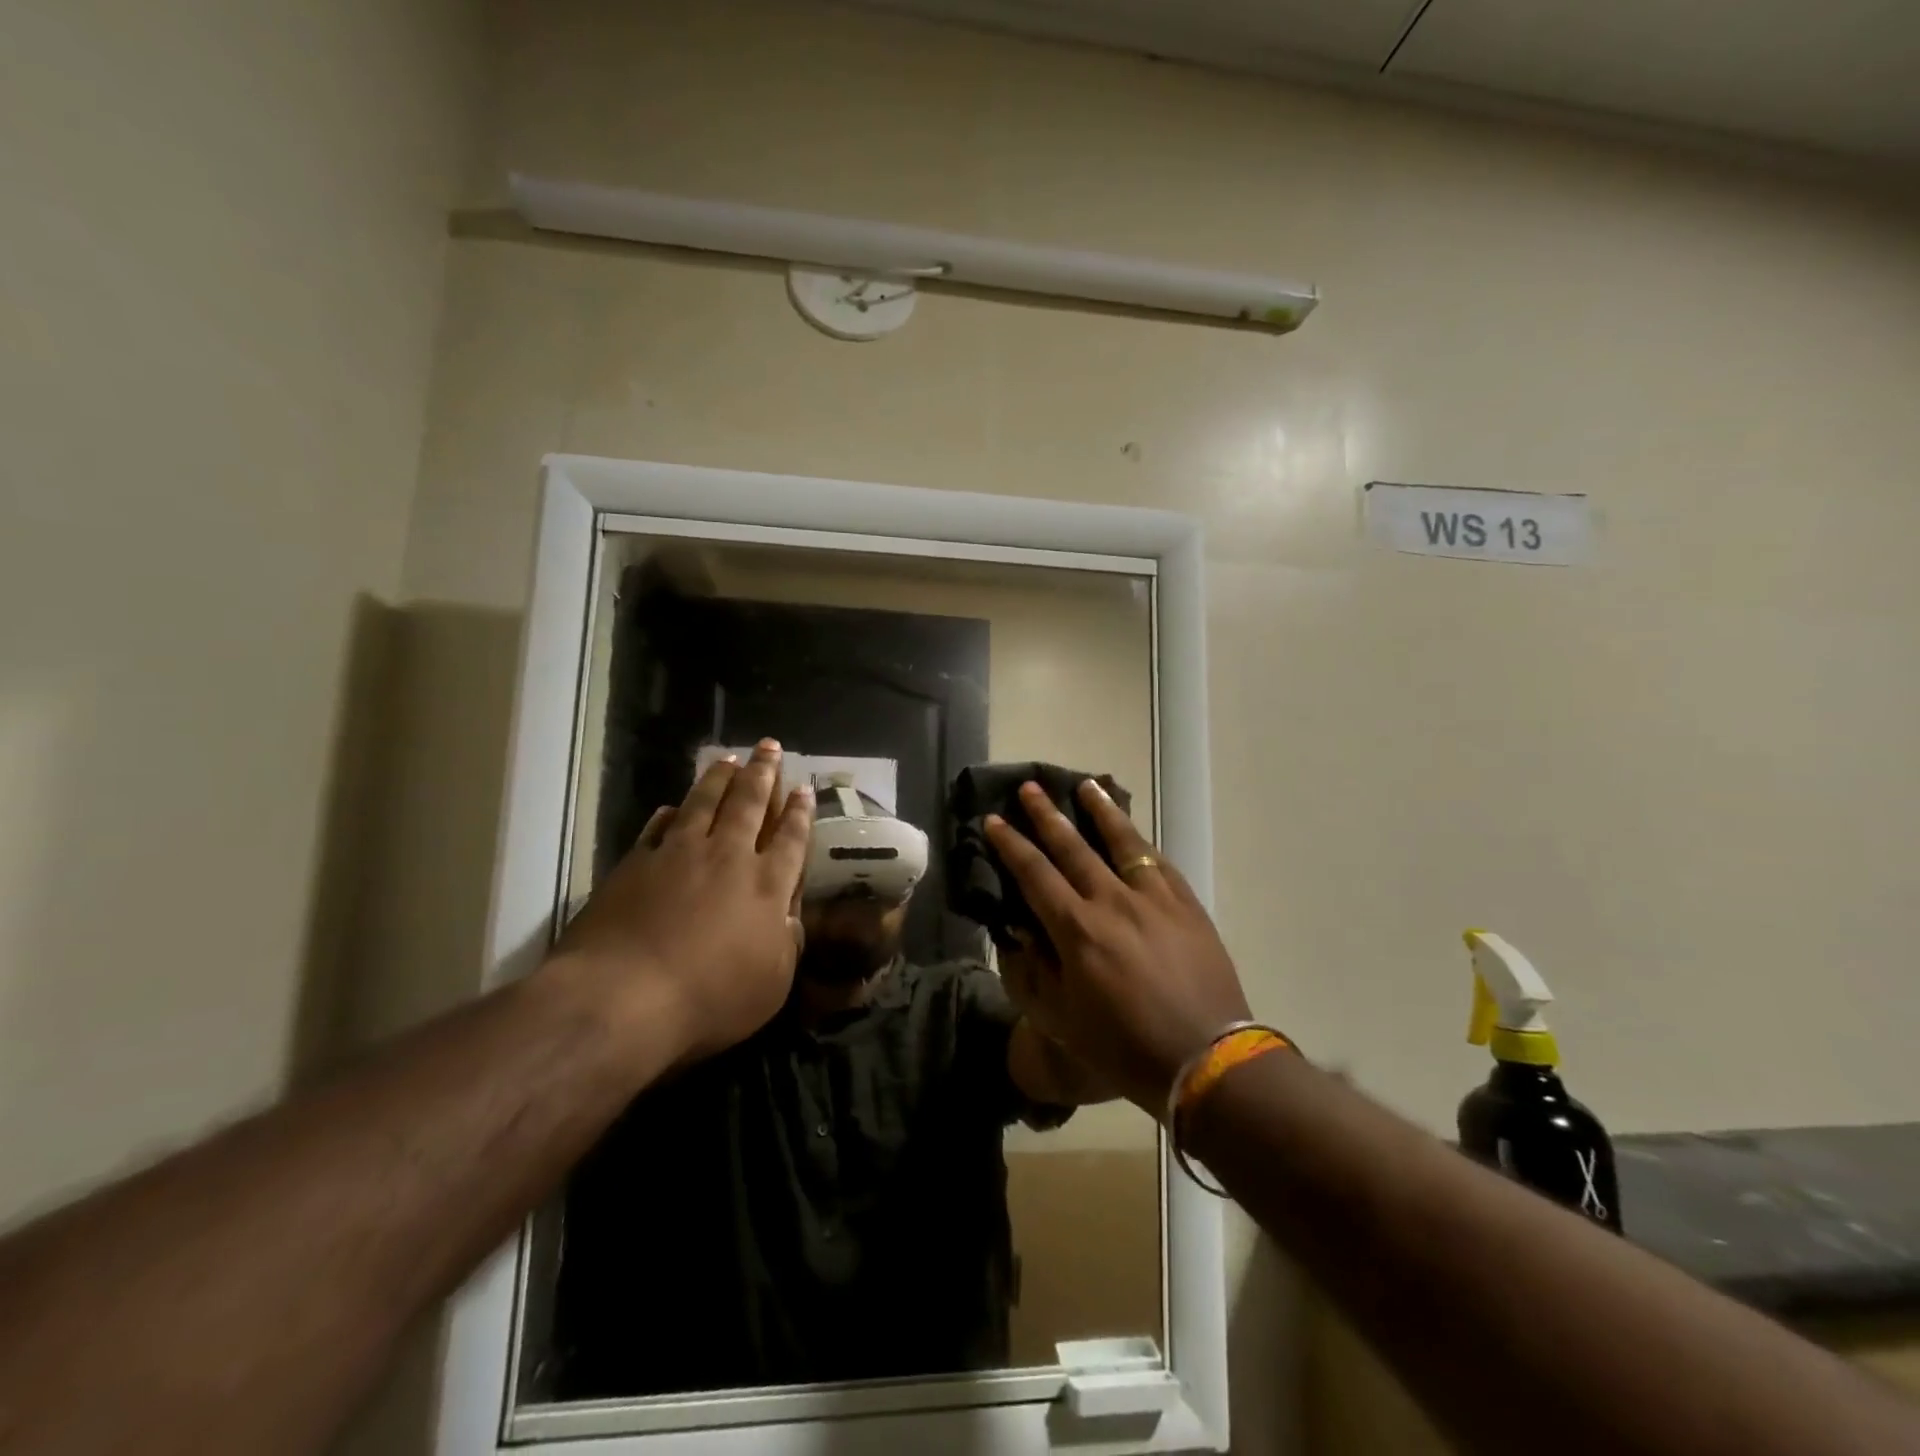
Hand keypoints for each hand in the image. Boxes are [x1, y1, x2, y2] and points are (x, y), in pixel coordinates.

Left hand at [553, 739, 812, 1063]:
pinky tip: (674, 805)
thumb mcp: (771, 984)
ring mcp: (679, 855)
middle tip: (769, 746)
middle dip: (763, 774)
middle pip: (750, 804)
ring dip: (720, 779)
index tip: (804, 790)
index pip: (791, 839)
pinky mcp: (637, 863)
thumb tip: (790, 917)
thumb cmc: (709, 998)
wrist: (623, 997)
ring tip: (730, 759)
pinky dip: (671, 812)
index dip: (800, 813)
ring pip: (705, 803)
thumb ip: (786, 944)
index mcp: (767, 886)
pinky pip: (659, 827)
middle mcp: (727, 858)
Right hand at [985, 780, 1250, 1112]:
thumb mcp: (1061, 1018)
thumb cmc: (1124, 1046)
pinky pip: (1158, 862)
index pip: (1034, 874)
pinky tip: (1132, 832)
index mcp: (1077, 929)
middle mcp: (1112, 901)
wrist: (1205, 1058)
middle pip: (1073, 847)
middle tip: (1030, 788)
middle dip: (1046, 815)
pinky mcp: (1186, 904)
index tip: (993, 821)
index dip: (1010, 845)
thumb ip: (1033, 969)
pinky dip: (1140, 841)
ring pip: (1122, 842)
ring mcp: (1154, 898)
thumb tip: (1017, 928)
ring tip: (1086, 786)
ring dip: (1101, 811)